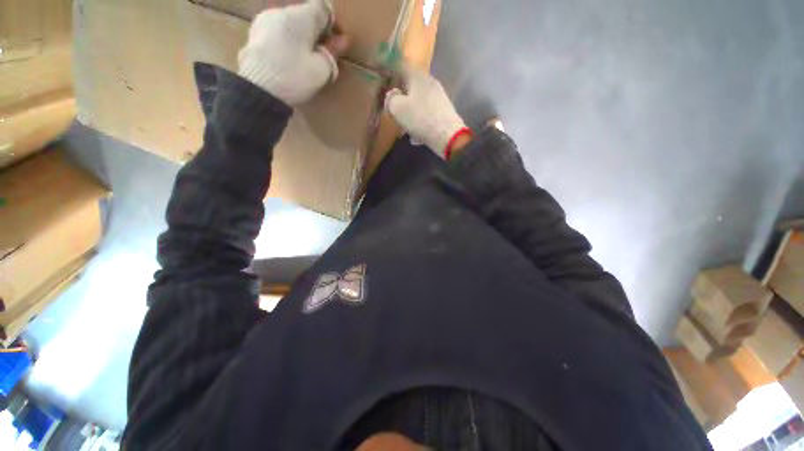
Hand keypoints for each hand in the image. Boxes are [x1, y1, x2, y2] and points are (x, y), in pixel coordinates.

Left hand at [238, 0, 348, 105]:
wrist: (258, 89)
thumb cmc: (294, 77)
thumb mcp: (321, 69)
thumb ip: (332, 52)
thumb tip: (343, 40)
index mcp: (300, 16)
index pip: (323, 9)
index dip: (334, 25)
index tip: (338, 44)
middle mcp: (281, 12)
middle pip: (306, 16)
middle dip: (318, 33)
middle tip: (325, 56)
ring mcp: (264, 22)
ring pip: (291, 25)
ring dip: (302, 38)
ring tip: (307, 61)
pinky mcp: (254, 35)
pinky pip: (278, 33)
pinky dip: (288, 43)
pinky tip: (290, 61)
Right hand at [385, 67, 467, 156]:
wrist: (448, 136)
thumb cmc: (420, 118)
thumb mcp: (398, 108)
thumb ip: (390, 99)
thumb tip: (392, 95)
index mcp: (418, 76)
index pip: (401, 67)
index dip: (391, 74)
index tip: (383, 85)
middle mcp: (430, 83)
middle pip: (410, 87)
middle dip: (401, 99)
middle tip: (393, 111)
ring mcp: (438, 98)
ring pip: (418, 102)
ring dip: (410, 113)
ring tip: (404, 127)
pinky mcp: (443, 112)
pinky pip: (426, 114)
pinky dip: (419, 123)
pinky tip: (416, 136)